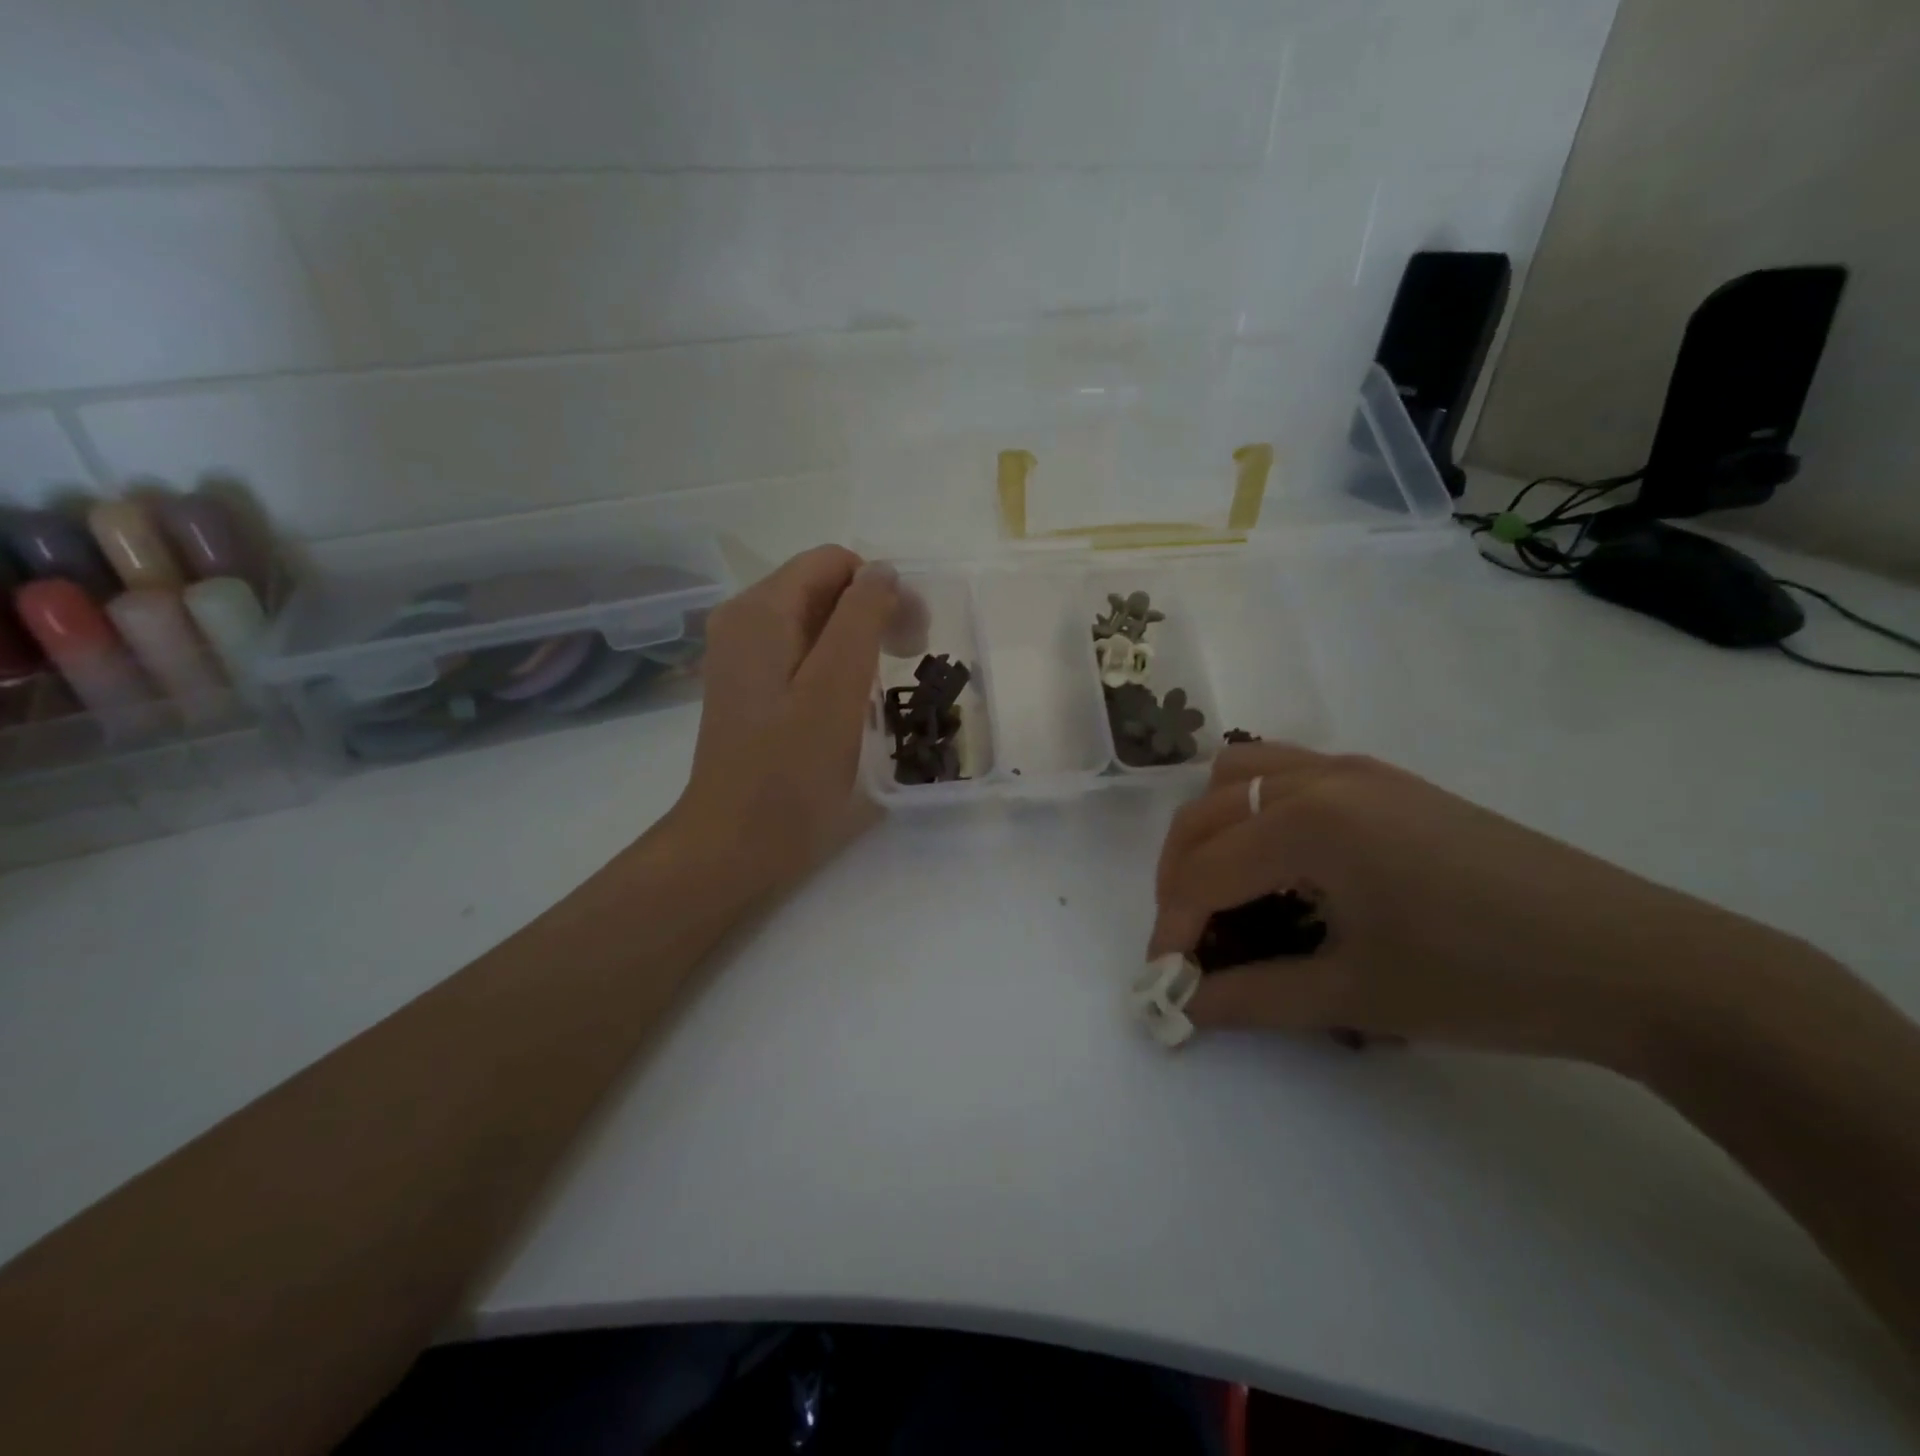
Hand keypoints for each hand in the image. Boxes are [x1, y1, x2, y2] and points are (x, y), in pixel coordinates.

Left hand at [665, 545, 899, 901]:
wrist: (734, 843)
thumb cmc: (790, 771)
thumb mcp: (836, 688)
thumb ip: (861, 618)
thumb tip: (882, 572)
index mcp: (761, 611)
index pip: (834, 562)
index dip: (882, 588)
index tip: (914, 636)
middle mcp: (743, 619)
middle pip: (822, 587)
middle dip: (873, 610)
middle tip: (911, 656)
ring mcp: (741, 655)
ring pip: (814, 620)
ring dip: (858, 637)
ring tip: (886, 681)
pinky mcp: (748, 686)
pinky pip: (800, 652)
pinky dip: (834, 662)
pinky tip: (852, 699)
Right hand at [1151, 743, 1806, 1068]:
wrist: (1637, 961)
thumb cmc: (1486, 980)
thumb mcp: (1357, 996)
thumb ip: (1253, 997)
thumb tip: (1185, 1006)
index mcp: (1307, 823)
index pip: (1203, 872)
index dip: (1172, 927)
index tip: (1166, 980)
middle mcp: (1319, 778)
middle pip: (1205, 813)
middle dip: (1180, 876)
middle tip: (1189, 938)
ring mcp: (1356, 770)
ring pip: (1240, 775)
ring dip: (1212, 828)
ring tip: (1225, 888)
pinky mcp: (1387, 780)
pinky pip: (1288, 772)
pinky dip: (1256, 808)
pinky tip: (1284, 862)